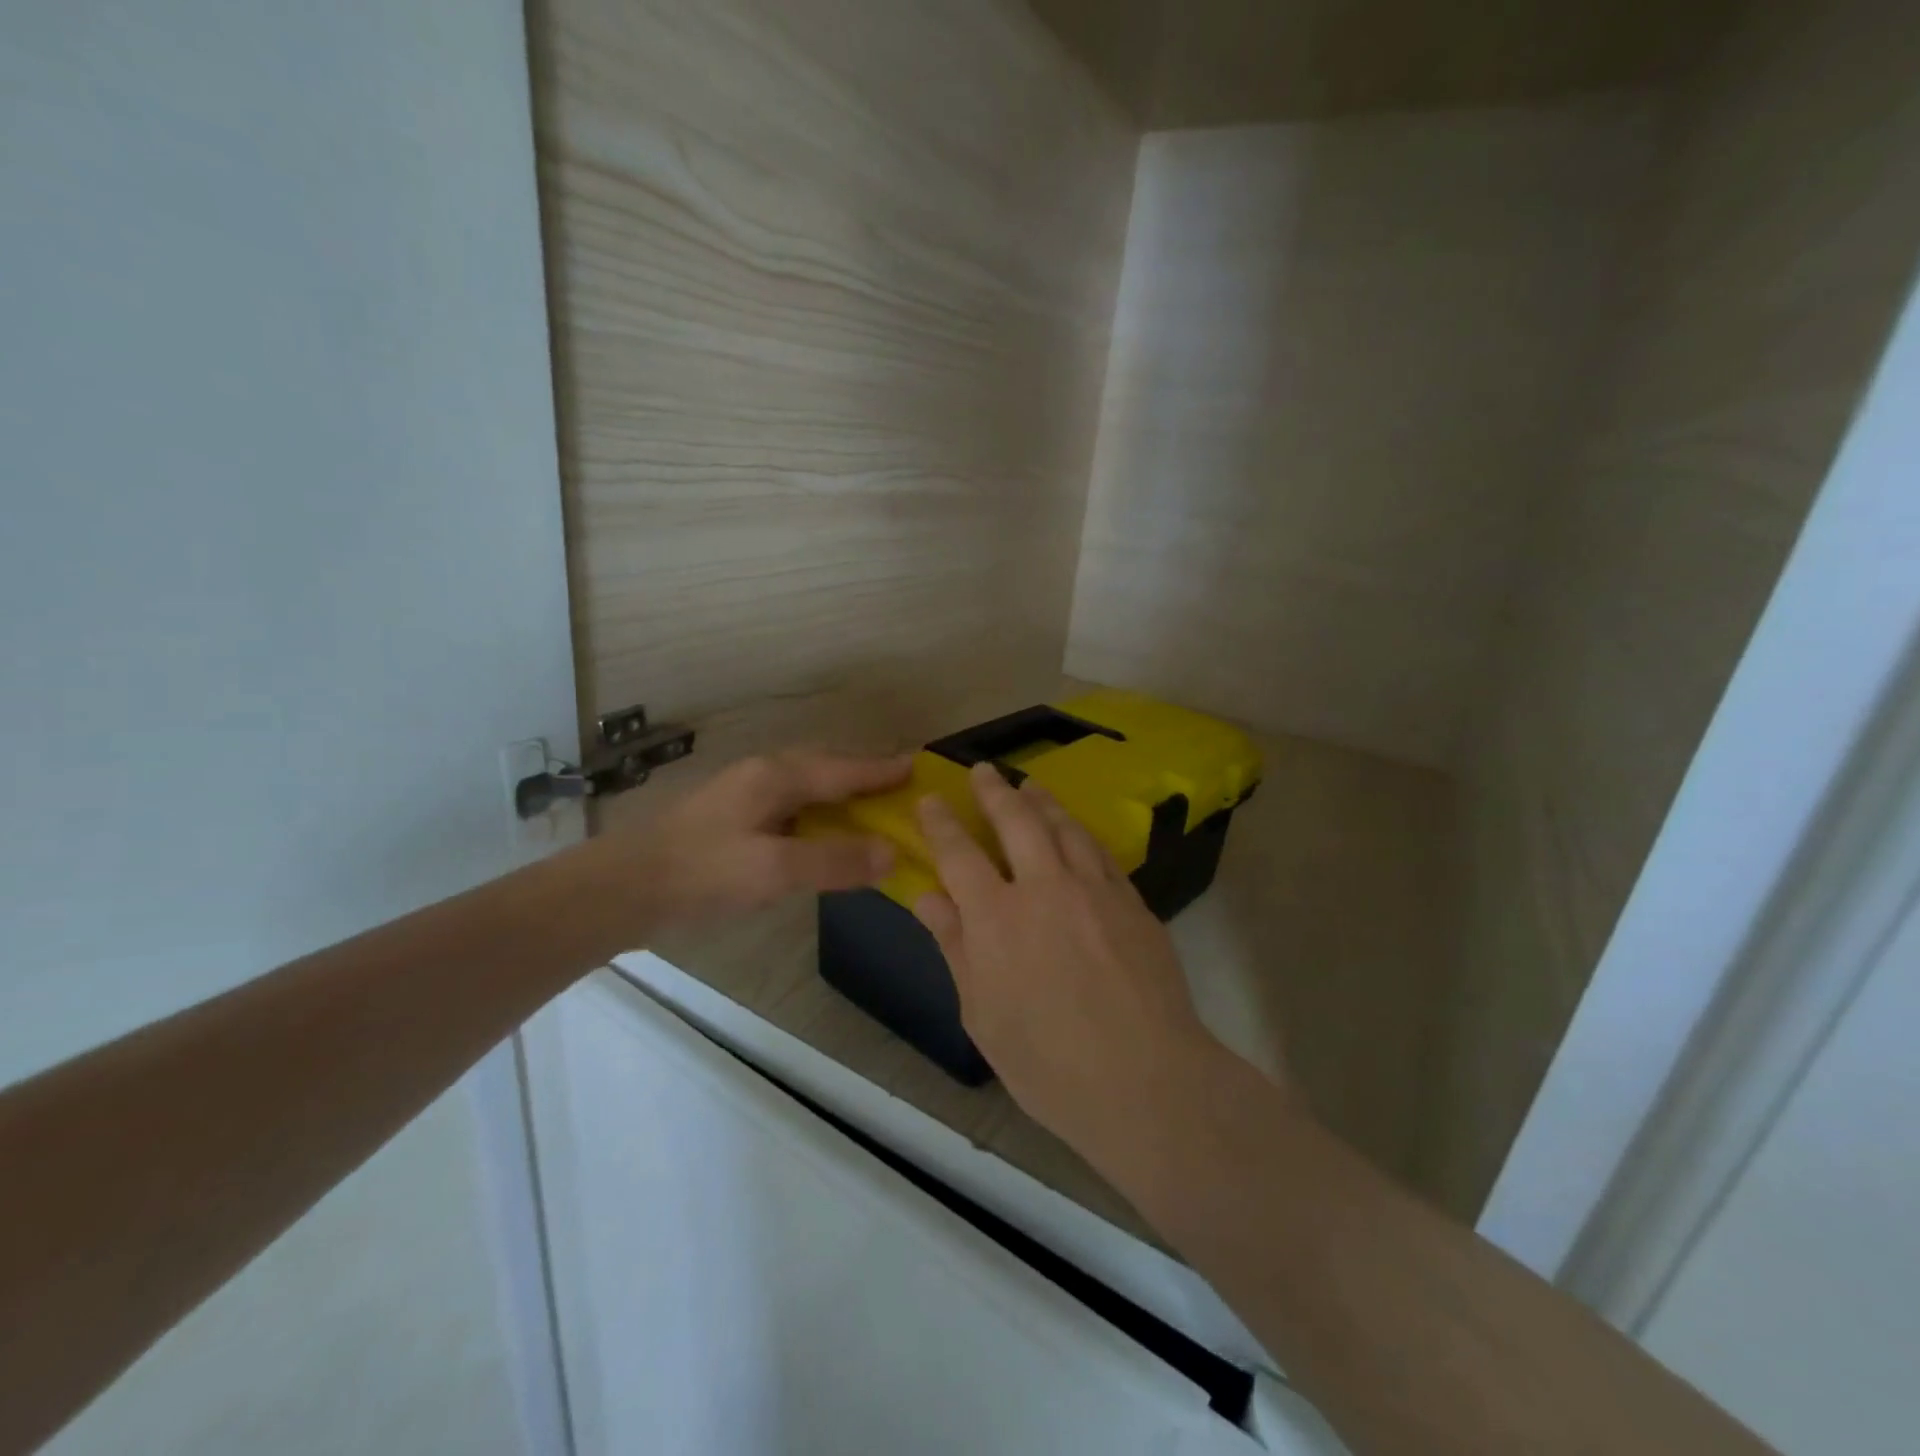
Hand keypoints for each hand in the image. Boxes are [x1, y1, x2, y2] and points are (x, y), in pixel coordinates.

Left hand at [619, 750, 911, 930]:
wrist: (625, 888)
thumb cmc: (703, 873)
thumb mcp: (773, 870)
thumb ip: (834, 861)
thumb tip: (893, 852)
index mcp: (777, 776)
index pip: (843, 769)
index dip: (882, 770)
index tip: (918, 765)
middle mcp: (764, 774)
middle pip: (827, 767)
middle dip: (864, 773)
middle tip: (900, 784)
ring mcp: (745, 793)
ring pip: (807, 783)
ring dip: (841, 790)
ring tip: (870, 804)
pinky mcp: (734, 816)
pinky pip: (792, 803)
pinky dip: (819, 810)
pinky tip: (822, 829)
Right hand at [912, 762, 1233, 1173]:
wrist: (1145, 1080)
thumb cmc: (1048, 1063)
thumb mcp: (982, 1014)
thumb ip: (955, 947)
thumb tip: (928, 897)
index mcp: (996, 918)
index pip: (959, 854)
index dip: (941, 822)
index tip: (930, 798)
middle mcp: (1044, 888)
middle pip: (1016, 821)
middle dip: (994, 791)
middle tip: (982, 770)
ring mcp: (1094, 889)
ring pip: (1063, 827)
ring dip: (1041, 800)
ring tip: (1029, 784)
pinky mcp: (1131, 901)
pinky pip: (1099, 852)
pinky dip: (1079, 832)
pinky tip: (1075, 830)